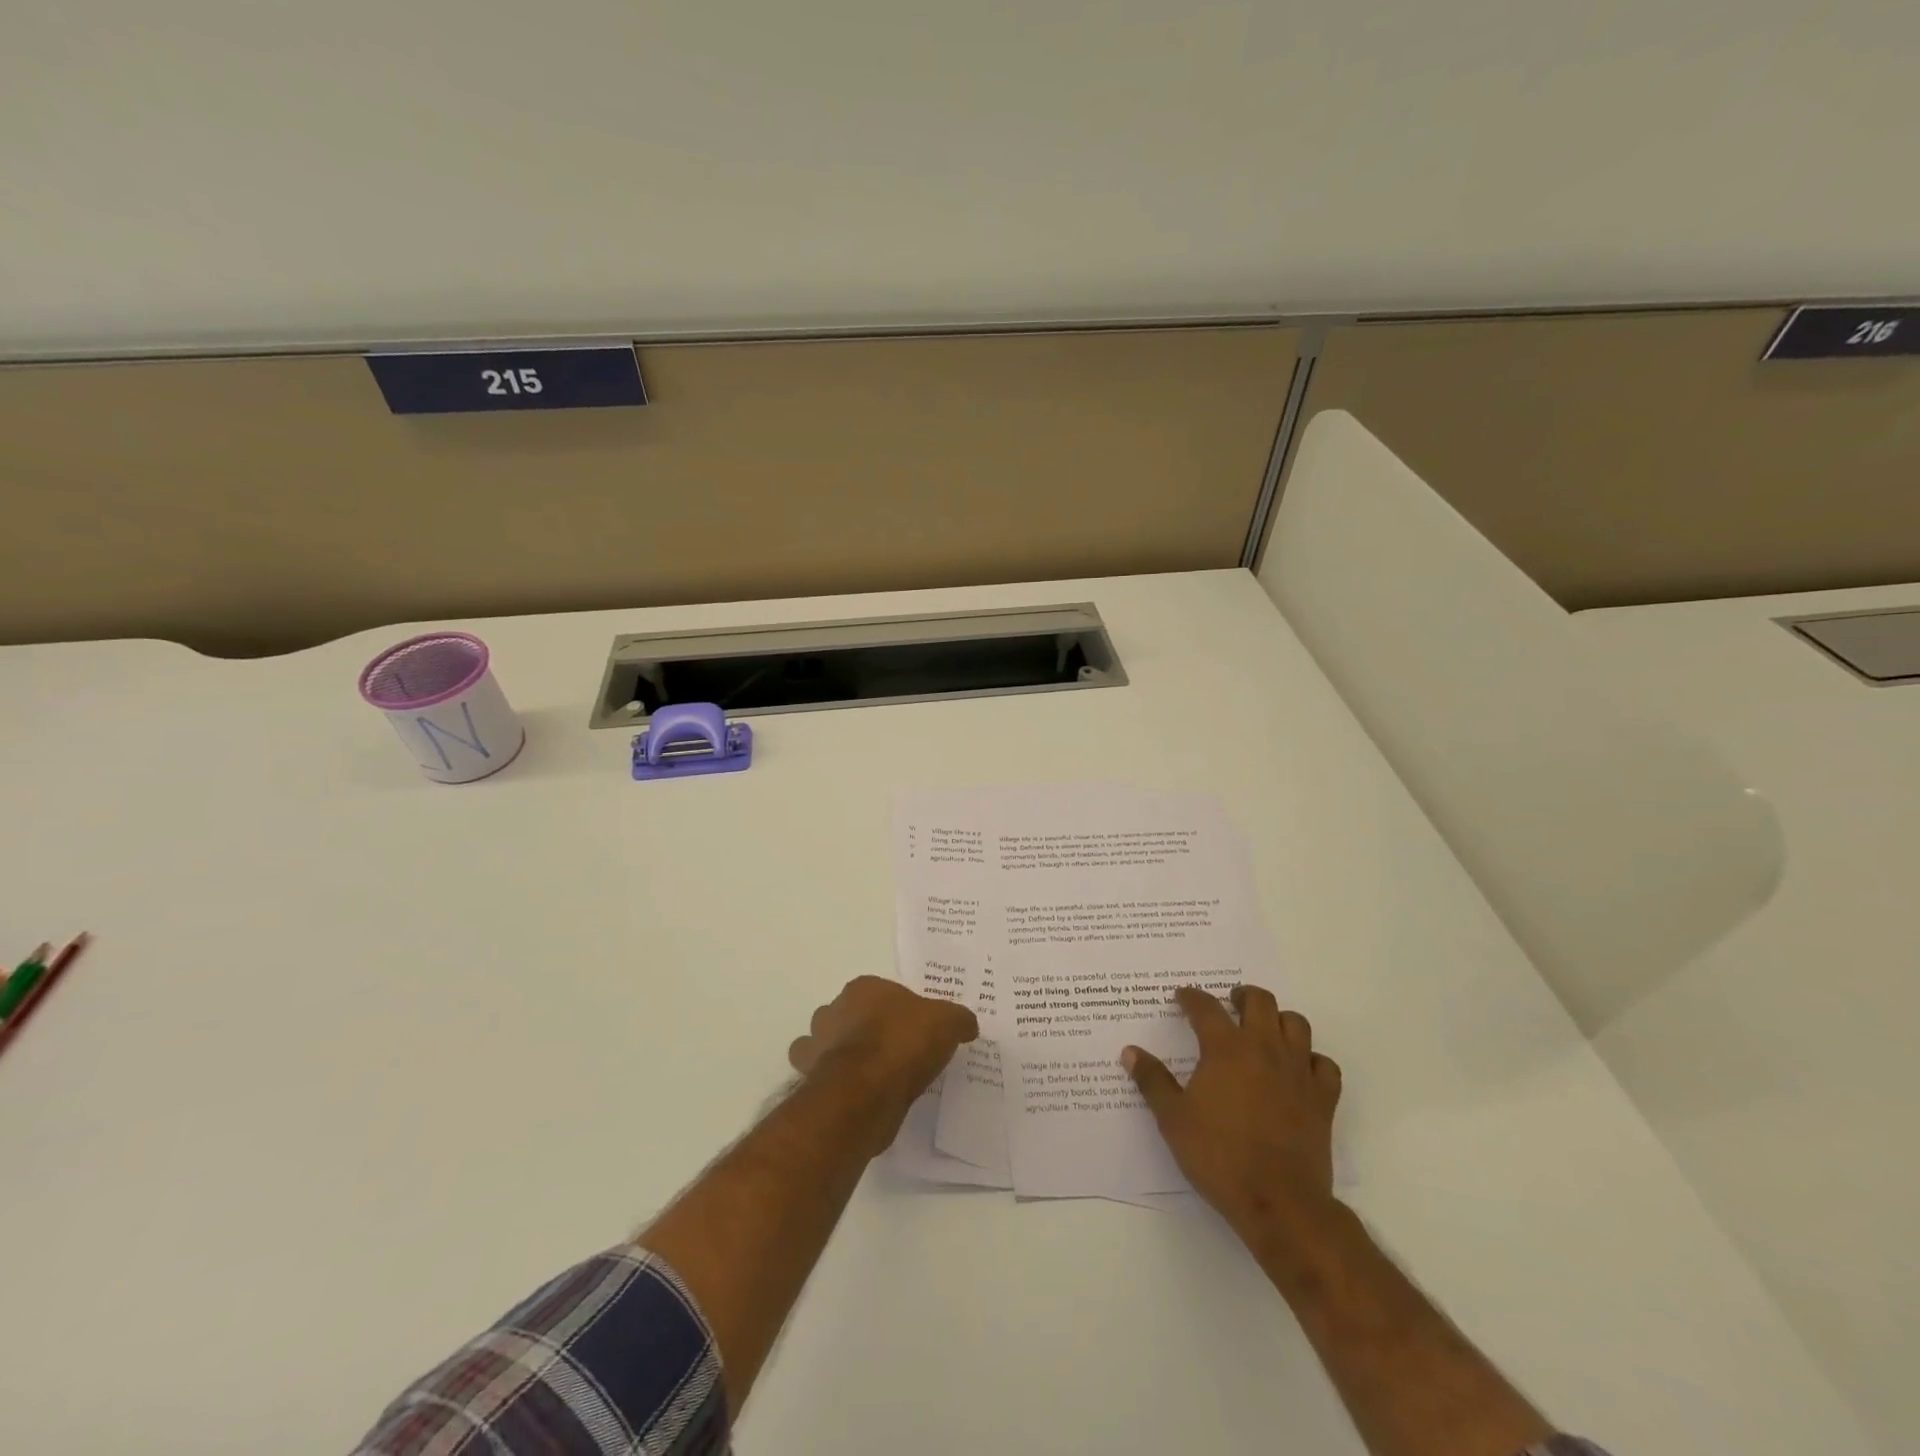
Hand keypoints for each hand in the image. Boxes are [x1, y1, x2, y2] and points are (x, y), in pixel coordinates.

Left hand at [789, 975, 978, 1117]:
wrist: (865, 1093)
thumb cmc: (904, 1043)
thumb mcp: (947, 1023)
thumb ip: (958, 1019)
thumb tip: (967, 1024)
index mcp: (863, 988)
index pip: (880, 992)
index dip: (898, 1010)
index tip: (915, 1029)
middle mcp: (834, 1010)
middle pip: (849, 1015)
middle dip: (865, 1029)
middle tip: (894, 1053)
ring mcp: (817, 1045)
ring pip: (826, 1044)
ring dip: (843, 1056)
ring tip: (873, 1077)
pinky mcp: (810, 1081)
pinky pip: (823, 1080)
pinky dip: (836, 1085)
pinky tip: (857, 1097)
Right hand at [1123, 984, 1340, 1242]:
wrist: (1279, 1201)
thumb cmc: (1219, 1156)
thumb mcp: (1173, 1119)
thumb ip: (1152, 1080)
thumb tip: (1130, 1051)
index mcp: (1225, 1048)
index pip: (1206, 1007)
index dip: (1191, 997)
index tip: (1182, 997)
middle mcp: (1264, 1048)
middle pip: (1260, 1001)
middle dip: (1242, 996)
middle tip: (1230, 1004)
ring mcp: (1298, 1071)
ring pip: (1296, 1024)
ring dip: (1279, 1020)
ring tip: (1265, 1030)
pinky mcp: (1323, 1098)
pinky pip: (1324, 1064)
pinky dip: (1311, 1059)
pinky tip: (1299, 1069)